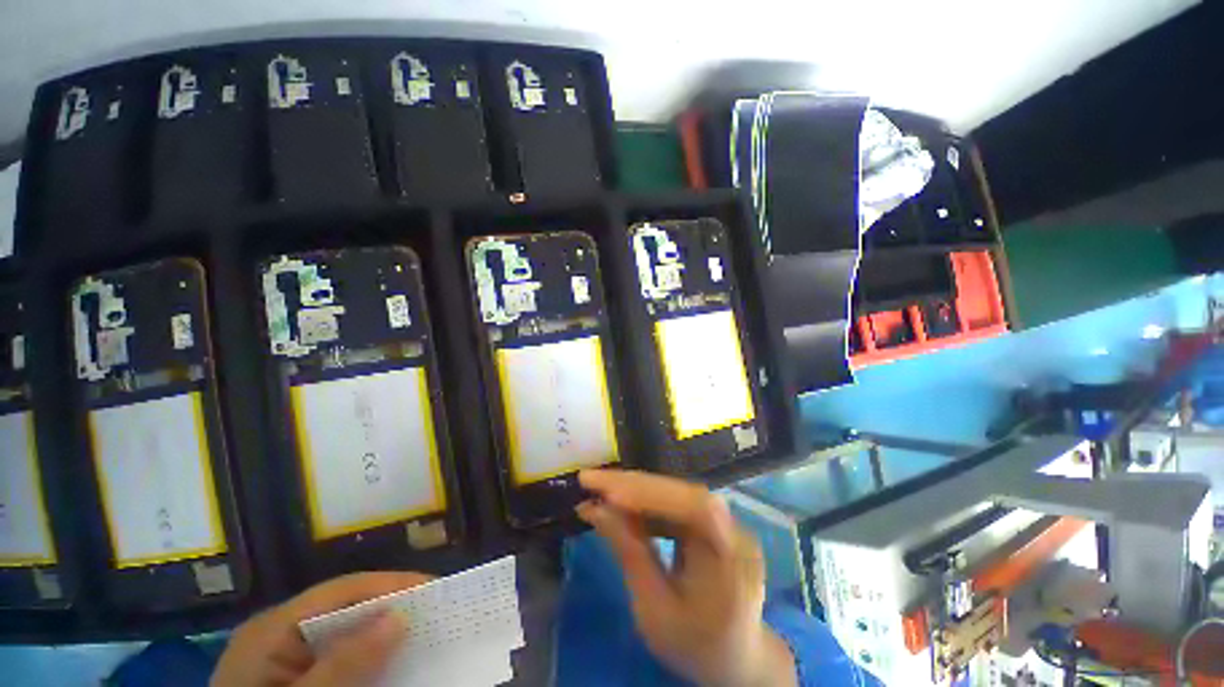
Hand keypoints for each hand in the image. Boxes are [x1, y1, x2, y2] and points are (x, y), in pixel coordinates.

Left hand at [211, 571, 428, 686]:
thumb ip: (344, 663)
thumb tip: (400, 617)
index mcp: (272, 628)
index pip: (343, 590)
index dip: (391, 584)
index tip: (435, 589)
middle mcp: (276, 632)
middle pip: (344, 607)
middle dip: (389, 607)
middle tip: (434, 613)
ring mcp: (280, 655)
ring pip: (342, 632)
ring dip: (380, 632)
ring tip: (418, 633)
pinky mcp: (289, 675)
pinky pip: (334, 655)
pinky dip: (364, 656)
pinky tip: (385, 661)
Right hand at [577, 469, 795, 686]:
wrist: (732, 658)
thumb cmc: (693, 645)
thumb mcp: (655, 611)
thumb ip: (629, 554)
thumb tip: (595, 508)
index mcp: (733, 559)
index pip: (695, 509)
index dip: (652, 494)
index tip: (608, 492)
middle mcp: (735, 530)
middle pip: (683, 493)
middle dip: (634, 485)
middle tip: (591, 480)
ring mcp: (725, 522)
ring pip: (676, 493)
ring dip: (636, 490)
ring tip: (600, 489)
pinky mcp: (712, 522)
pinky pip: (676, 502)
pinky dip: (646, 501)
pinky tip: (622, 504)